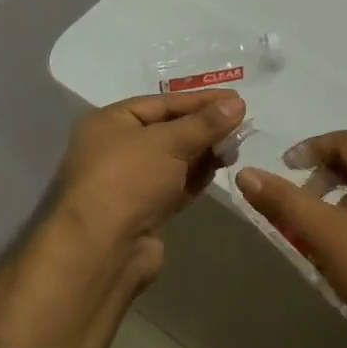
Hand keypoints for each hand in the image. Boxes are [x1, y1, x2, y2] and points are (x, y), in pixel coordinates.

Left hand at [53, 90, 246, 253]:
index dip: (200, 100)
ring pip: (175, 159)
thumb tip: (237, 104)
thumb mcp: (168, 142)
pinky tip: (222, 168)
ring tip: (236, 147)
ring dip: (204, 152)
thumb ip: (205, 123)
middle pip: (168, 130)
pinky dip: (197, 176)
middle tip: (242, 124)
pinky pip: (176, 185)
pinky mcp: (145, 210)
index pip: (161, 103)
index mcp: (110, 122)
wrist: (104, 247)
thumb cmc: (128, 179)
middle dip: (204, 127)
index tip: (236, 100)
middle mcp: (116, 148)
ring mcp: (131, 182)